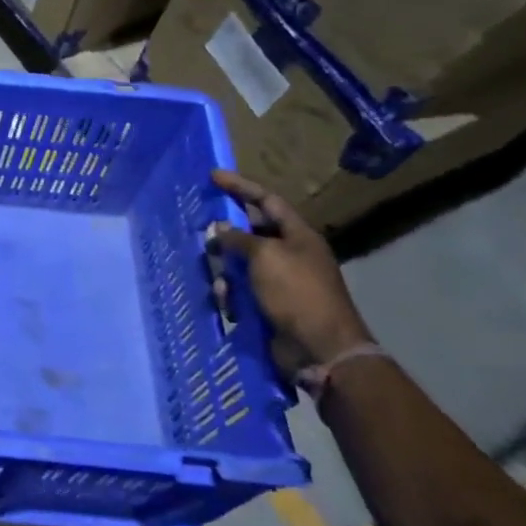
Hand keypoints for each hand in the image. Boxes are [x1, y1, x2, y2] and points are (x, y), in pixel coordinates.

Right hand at [209, 169, 374, 379]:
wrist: (321, 348)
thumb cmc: (297, 292)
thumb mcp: (265, 256)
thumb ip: (239, 238)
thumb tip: (219, 229)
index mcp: (298, 235)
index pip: (266, 200)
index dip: (240, 187)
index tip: (213, 176)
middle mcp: (290, 254)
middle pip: (251, 233)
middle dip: (226, 235)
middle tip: (203, 235)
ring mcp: (280, 281)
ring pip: (241, 264)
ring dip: (226, 271)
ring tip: (220, 282)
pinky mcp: (270, 305)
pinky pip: (242, 290)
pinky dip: (231, 294)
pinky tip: (227, 303)